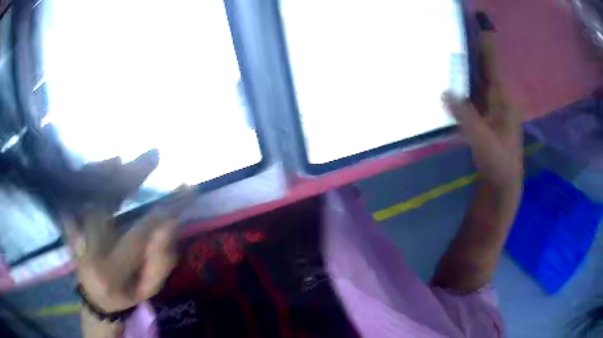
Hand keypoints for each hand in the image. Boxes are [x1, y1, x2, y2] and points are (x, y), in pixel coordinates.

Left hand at [64, 150, 190, 311]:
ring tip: (124, 160)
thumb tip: (168, 222)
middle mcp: (88, 249)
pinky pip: (74, 192)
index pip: (138, 234)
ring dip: (105, 171)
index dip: (163, 210)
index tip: (186, 190)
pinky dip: (87, 176)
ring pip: (86, 193)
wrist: (96, 298)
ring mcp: (73, 234)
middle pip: (104, 203)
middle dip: (130, 176)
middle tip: (153, 155)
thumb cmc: (126, 294)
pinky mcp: (68, 223)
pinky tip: (103, 167)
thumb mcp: (150, 288)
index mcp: (112, 271)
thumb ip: (160, 260)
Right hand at [444, 21, 522, 189]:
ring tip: (446, 44)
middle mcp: (497, 96)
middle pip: (483, 64)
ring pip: (477, 76)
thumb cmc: (498, 163)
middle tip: (451, 27)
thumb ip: (466, 116)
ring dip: (464, 62)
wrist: (503, 184)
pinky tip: (449, 76)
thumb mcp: (483, 141)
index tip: (478, 16)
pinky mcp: (483, 113)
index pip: (492, 61)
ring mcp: (490, 104)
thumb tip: (445, 91)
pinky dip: (462, 81)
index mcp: (502, 98)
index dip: (485, 38)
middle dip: (470, 45)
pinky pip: (472, 90)